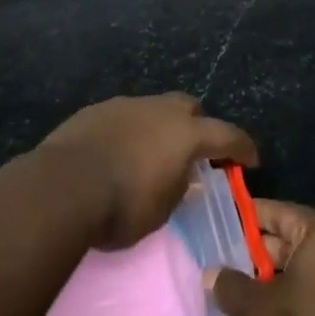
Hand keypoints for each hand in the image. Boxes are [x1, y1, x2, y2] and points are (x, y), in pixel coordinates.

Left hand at [38, 93, 257, 249]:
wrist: (63, 185)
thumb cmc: (121, 206)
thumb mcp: (161, 210)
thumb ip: (178, 188)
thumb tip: (185, 176)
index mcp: (184, 134)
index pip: (226, 135)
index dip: (242, 147)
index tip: (251, 159)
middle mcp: (159, 110)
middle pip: (189, 108)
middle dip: (197, 126)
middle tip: (193, 153)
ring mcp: (126, 105)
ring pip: (154, 109)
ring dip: (159, 128)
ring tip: (151, 155)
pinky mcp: (97, 110)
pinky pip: (125, 116)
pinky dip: (131, 131)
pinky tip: (118, 153)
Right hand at [209, 201, 314, 315]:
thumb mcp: (255, 311)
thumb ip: (231, 286)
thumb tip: (211, 275)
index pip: (283, 213)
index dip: (251, 217)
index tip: (224, 221)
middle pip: (298, 244)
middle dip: (261, 254)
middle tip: (225, 261)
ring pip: (310, 277)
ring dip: (278, 284)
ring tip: (241, 295)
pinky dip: (298, 307)